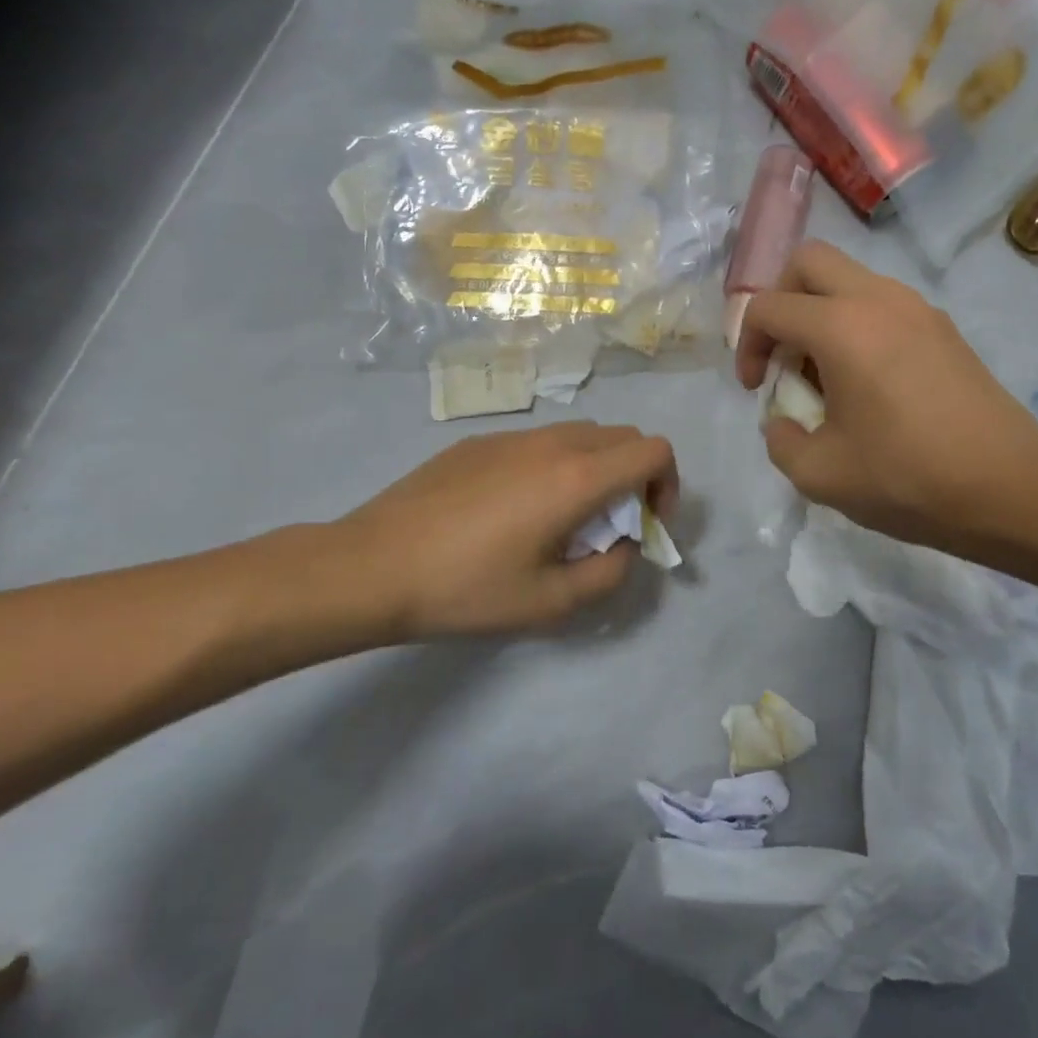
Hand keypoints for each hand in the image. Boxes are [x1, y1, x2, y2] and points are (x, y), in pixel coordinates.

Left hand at [302, 422, 677, 647]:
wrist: (370, 567)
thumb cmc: (466, 588)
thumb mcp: (552, 602)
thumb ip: (610, 572)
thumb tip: (622, 546)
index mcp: (577, 477)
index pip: (655, 450)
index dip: (667, 485)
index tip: (644, 524)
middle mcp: (552, 443)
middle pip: (624, 437)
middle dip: (635, 477)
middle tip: (610, 526)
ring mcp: (512, 437)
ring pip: (581, 435)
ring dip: (596, 469)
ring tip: (563, 518)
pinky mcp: (479, 442)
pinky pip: (539, 442)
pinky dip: (555, 465)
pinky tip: (514, 510)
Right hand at [734, 242, 1037, 550]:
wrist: (1008, 488)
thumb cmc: (907, 479)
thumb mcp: (819, 475)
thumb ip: (781, 441)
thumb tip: (783, 421)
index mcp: (841, 326)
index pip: (769, 306)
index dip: (746, 345)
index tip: (757, 390)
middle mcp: (879, 299)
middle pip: (809, 261)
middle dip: (782, 300)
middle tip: (785, 355)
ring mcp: (918, 308)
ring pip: (850, 280)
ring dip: (822, 314)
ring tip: (827, 377)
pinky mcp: (944, 328)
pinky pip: (884, 305)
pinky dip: (859, 327)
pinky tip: (870, 385)